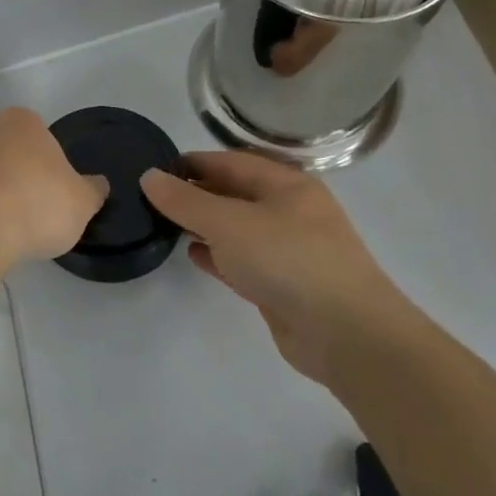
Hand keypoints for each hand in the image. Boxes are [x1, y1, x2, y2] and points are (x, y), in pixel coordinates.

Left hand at [0, 107, 108, 263]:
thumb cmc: (36, 204)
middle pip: (9, 151)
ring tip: (8, 227)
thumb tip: (98, 184)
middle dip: (19, 174)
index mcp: (22, 121)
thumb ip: (92, 190)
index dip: (50, 164)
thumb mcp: (82, 202)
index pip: (41, 136)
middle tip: (33, 209)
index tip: (54, 192)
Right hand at [140, 151, 426, 383]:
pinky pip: (244, 259)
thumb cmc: (287, 260)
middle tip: (153, 199)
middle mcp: (291, 211)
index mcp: (287, 185)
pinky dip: (219, 255)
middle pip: (235, 193)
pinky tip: (194, 255)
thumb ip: (184, 200)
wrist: (346, 334)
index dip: (193, 162)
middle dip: (196, 194)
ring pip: (238, 228)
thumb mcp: (227, 222)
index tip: (155, 171)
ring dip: (205, 225)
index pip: (231, 161)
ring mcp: (290, 250)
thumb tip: (149, 177)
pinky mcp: (285, 284)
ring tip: (166, 225)